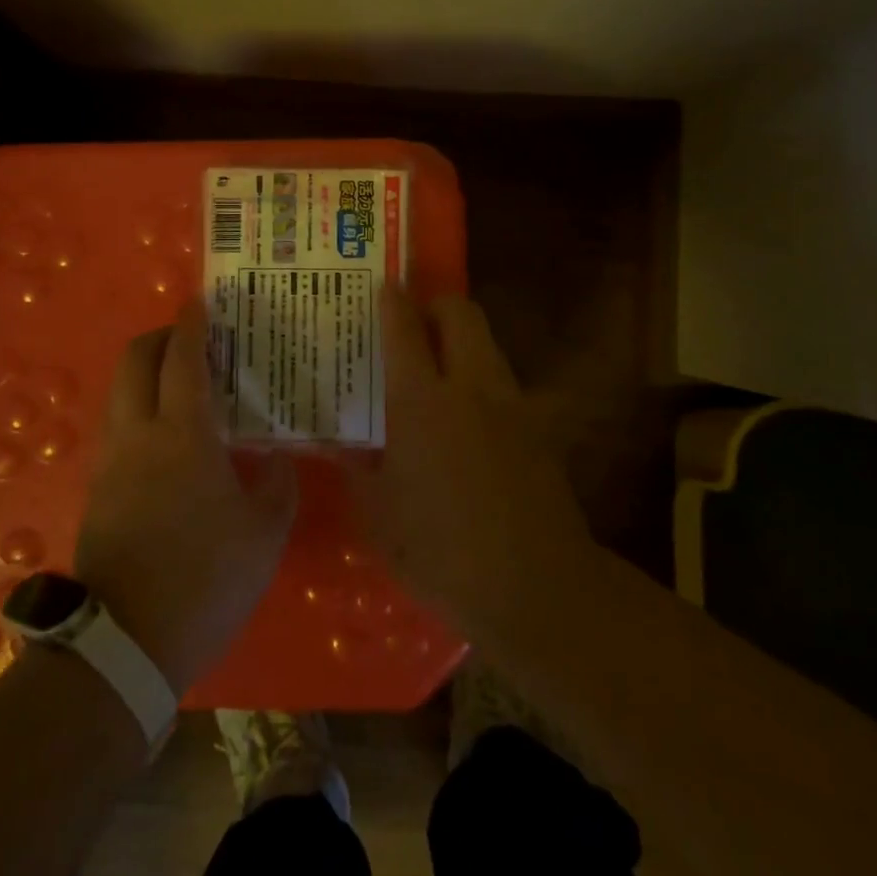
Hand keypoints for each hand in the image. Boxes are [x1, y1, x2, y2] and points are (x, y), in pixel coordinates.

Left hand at [75, 299, 298, 693]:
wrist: (127, 644)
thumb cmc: (206, 579)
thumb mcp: (265, 533)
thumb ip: (276, 483)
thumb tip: (275, 455)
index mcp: (183, 435)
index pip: (182, 359)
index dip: (192, 325)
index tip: (202, 302)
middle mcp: (138, 434)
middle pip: (134, 360)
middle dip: (159, 338)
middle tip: (192, 340)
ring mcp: (111, 461)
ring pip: (120, 391)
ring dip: (146, 373)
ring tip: (184, 386)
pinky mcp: (98, 488)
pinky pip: (118, 426)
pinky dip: (139, 408)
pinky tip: (169, 436)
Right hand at [348, 286, 590, 628]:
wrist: (536, 589)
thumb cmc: (442, 552)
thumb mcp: (379, 514)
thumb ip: (356, 469)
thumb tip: (339, 444)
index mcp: (422, 401)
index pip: (404, 328)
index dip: (392, 300)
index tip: (382, 286)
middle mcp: (470, 386)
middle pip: (461, 313)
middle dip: (435, 304)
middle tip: (410, 323)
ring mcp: (511, 405)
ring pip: (486, 343)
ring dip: (460, 339)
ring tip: (434, 367)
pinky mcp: (537, 429)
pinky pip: (503, 381)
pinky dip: (480, 378)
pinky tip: (465, 417)